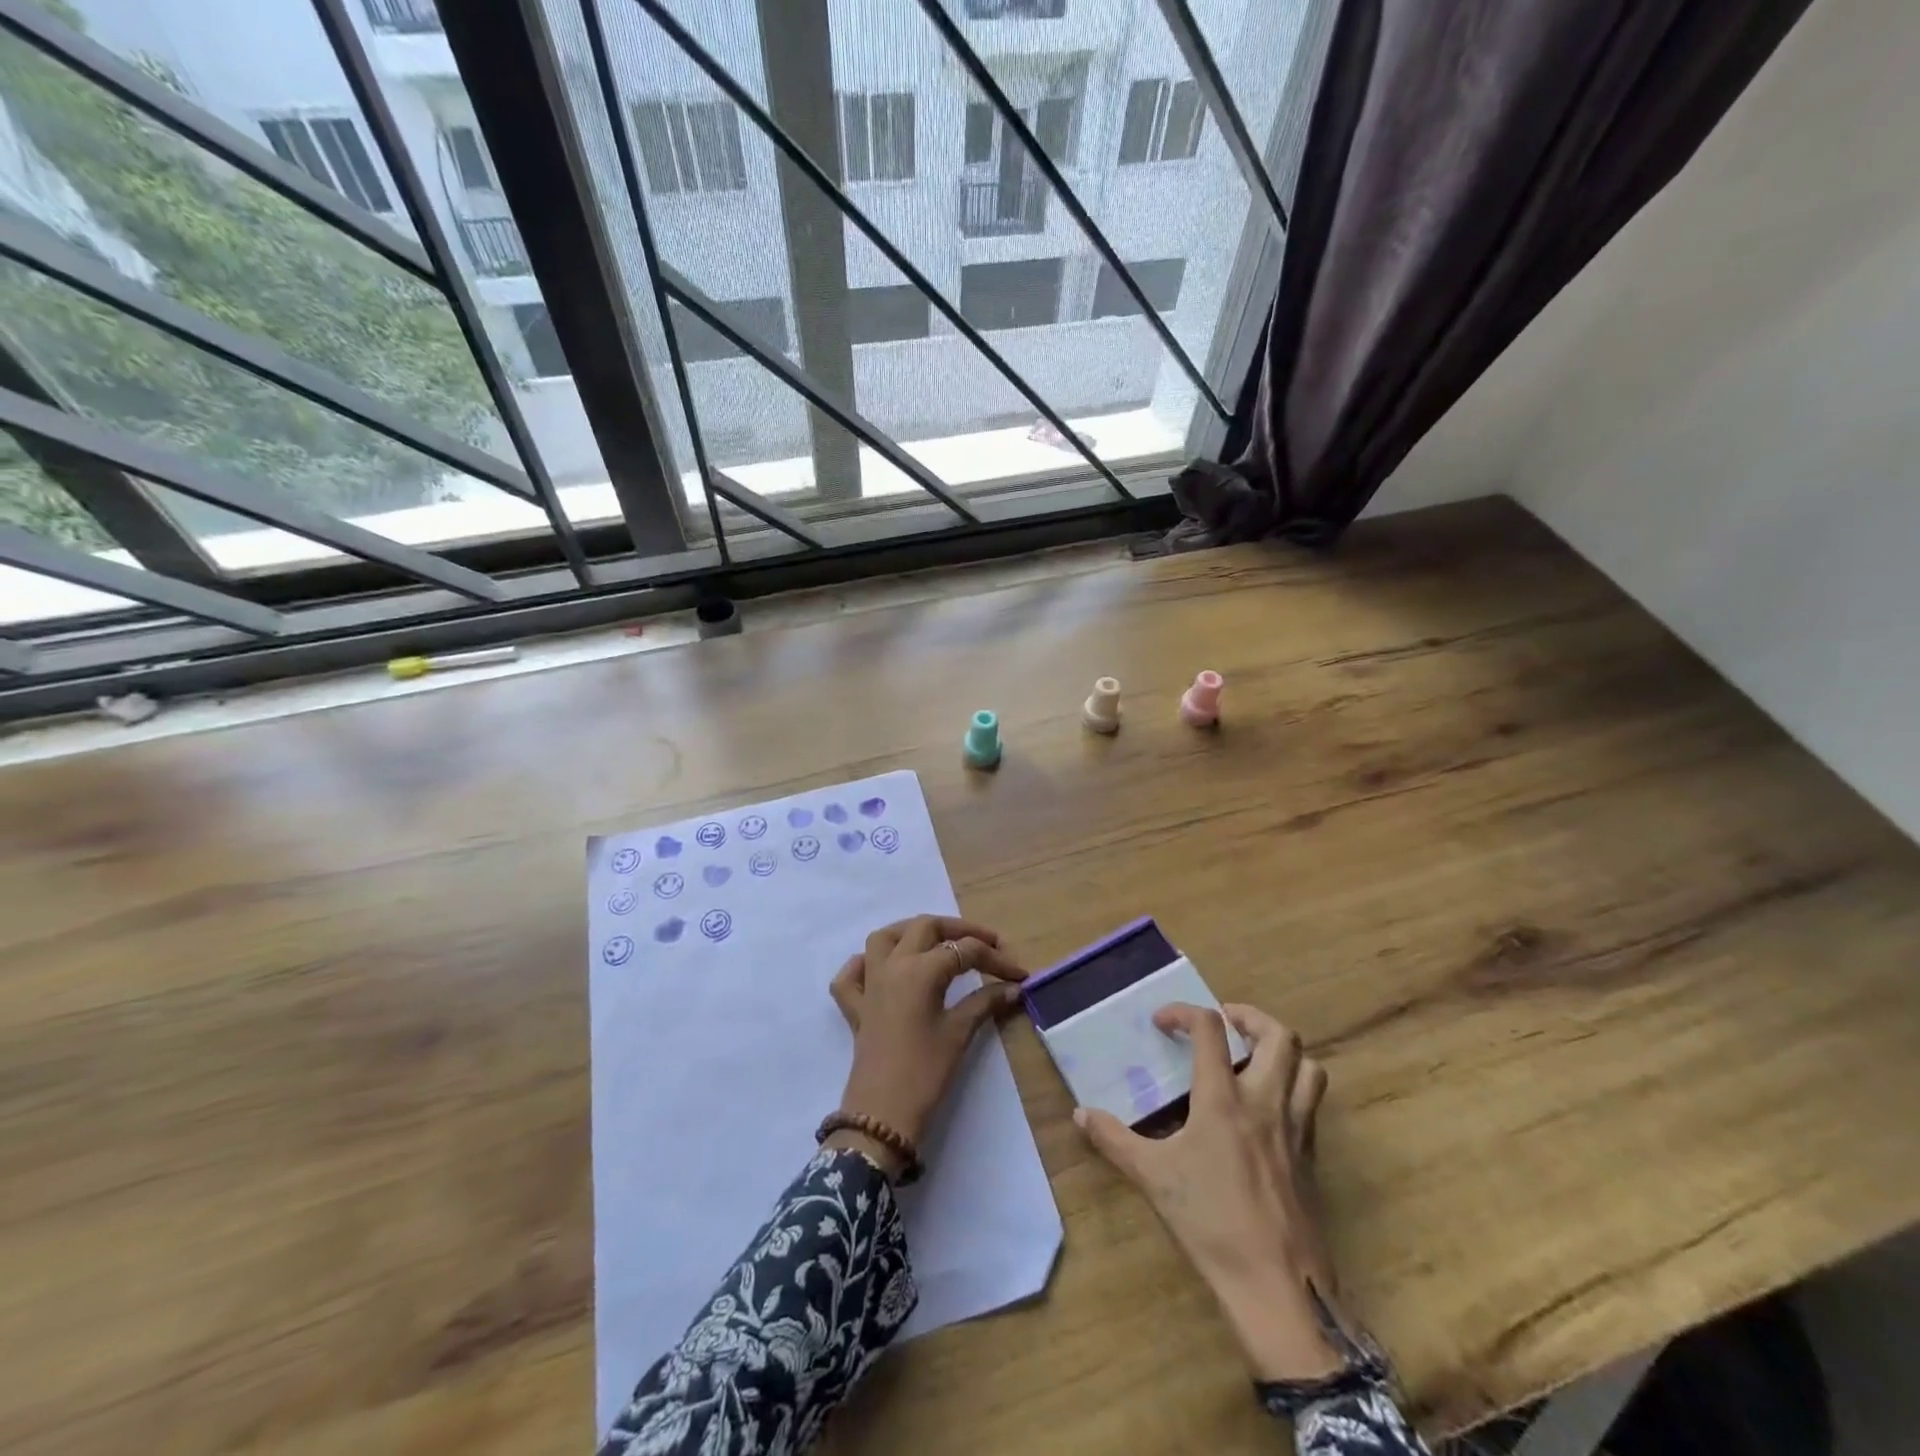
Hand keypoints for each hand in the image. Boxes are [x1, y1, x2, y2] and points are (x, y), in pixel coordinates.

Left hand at [827, 915, 1026, 1175]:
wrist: (883, 1114)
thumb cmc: (926, 1072)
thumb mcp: (959, 1033)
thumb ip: (986, 1002)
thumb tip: (1013, 988)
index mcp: (920, 969)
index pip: (964, 951)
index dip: (995, 959)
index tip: (1019, 974)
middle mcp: (892, 965)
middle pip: (925, 927)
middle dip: (958, 930)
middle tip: (986, 945)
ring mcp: (869, 984)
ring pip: (884, 938)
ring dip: (910, 932)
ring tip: (936, 942)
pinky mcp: (854, 1007)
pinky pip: (851, 974)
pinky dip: (863, 964)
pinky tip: (880, 969)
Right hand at [1075, 1002, 1346, 1381]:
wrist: (1278, 1286)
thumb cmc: (1211, 1222)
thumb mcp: (1153, 1178)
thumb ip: (1114, 1139)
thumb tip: (1080, 1114)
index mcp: (1224, 1099)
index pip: (1210, 1029)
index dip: (1184, 1012)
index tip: (1162, 1022)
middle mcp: (1266, 1102)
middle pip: (1279, 1035)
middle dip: (1250, 1018)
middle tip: (1224, 1023)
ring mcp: (1296, 1128)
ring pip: (1309, 1066)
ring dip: (1283, 1050)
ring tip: (1255, 1056)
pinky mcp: (1312, 1156)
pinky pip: (1311, 1103)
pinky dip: (1294, 1087)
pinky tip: (1267, 1108)